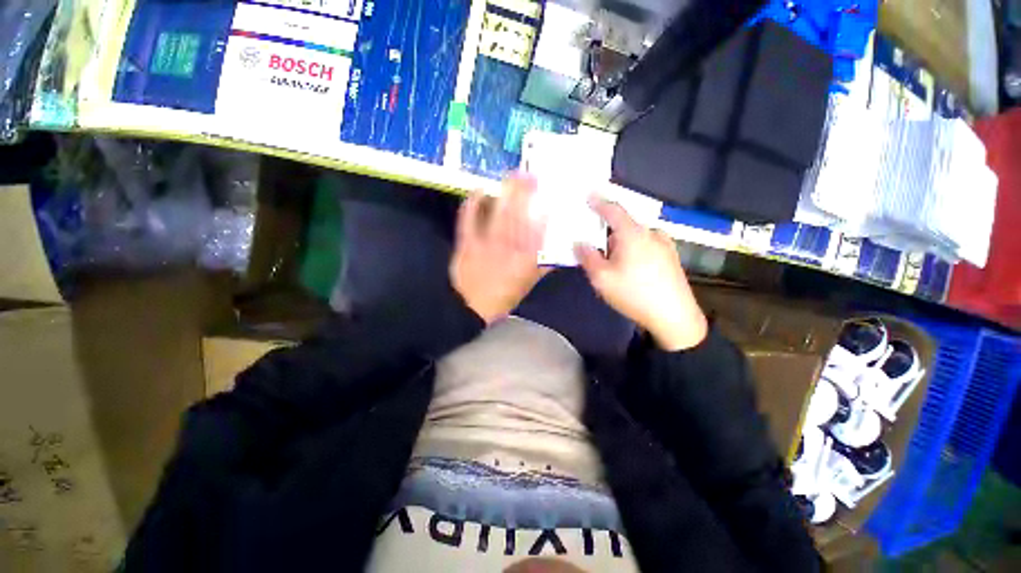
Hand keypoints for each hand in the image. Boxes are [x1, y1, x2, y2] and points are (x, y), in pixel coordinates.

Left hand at [451, 174, 546, 323]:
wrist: (469, 307)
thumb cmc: (502, 297)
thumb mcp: (527, 285)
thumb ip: (542, 269)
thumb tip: (555, 255)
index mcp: (525, 259)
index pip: (537, 232)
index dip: (543, 213)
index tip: (548, 197)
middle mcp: (508, 247)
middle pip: (519, 216)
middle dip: (525, 193)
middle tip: (531, 174)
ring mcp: (486, 243)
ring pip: (499, 214)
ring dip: (506, 193)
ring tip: (511, 175)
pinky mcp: (467, 242)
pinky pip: (469, 220)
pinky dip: (473, 204)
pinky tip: (478, 189)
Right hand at [575, 200, 707, 350]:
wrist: (674, 317)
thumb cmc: (634, 294)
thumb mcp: (601, 278)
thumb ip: (587, 257)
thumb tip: (579, 243)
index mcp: (634, 234)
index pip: (613, 210)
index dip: (599, 202)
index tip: (588, 196)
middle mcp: (651, 233)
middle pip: (623, 226)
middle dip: (607, 235)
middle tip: (596, 251)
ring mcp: (665, 245)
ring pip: (635, 238)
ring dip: (621, 245)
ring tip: (614, 268)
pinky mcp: (671, 257)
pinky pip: (646, 246)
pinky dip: (633, 251)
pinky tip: (631, 272)